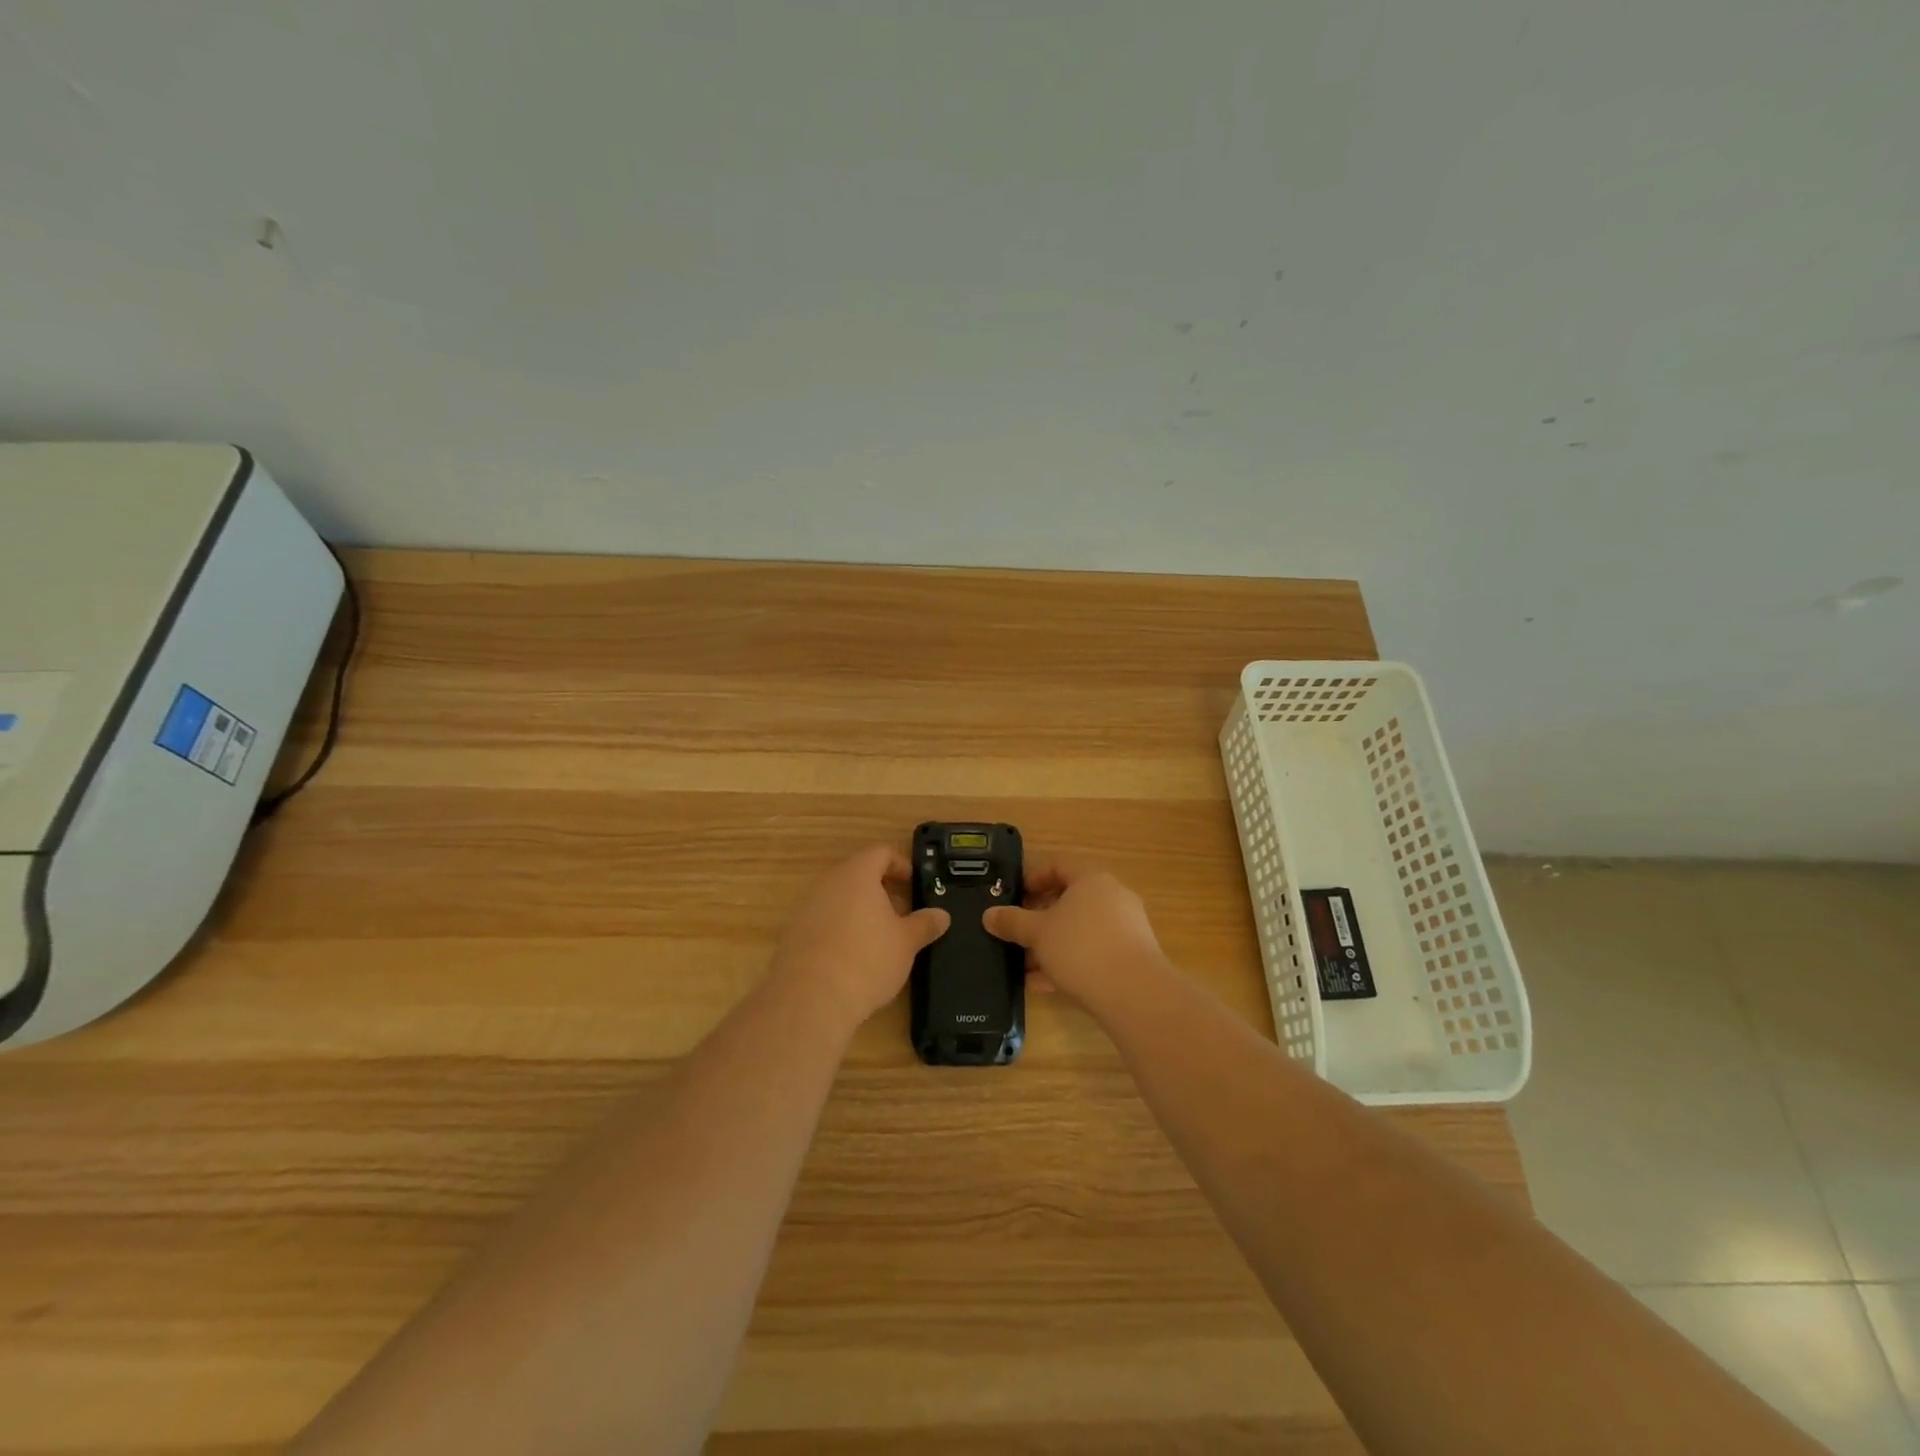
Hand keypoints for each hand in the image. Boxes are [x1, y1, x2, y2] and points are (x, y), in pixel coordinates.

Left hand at [771, 845, 949, 1028]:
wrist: (810, 998)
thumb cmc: (867, 960)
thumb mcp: (906, 943)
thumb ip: (925, 924)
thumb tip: (942, 915)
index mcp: (857, 874)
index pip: (880, 852)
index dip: (901, 864)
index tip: (914, 883)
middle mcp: (828, 882)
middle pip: (857, 874)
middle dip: (880, 890)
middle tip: (901, 913)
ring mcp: (805, 907)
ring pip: (838, 897)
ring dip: (859, 910)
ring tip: (878, 938)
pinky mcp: (792, 933)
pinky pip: (821, 920)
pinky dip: (838, 929)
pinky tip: (850, 956)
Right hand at [983, 861, 1170, 1019]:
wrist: (1134, 994)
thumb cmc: (1081, 948)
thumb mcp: (1037, 933)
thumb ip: (1012, 921)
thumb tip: (989, 914)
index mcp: (1092, 879)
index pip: (1059, 865)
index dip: (1033, 878)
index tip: (1014, 896)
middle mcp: (1113, 897)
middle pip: (1070, 900)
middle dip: (1040, 918)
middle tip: (1017, 933)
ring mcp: (1126, 927)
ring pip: (1080, 930)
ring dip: (1052, 945)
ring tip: (1026, 966)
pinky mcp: (1132, 957)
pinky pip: (1094, 952)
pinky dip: (1070, 963)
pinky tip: (1045, 985)